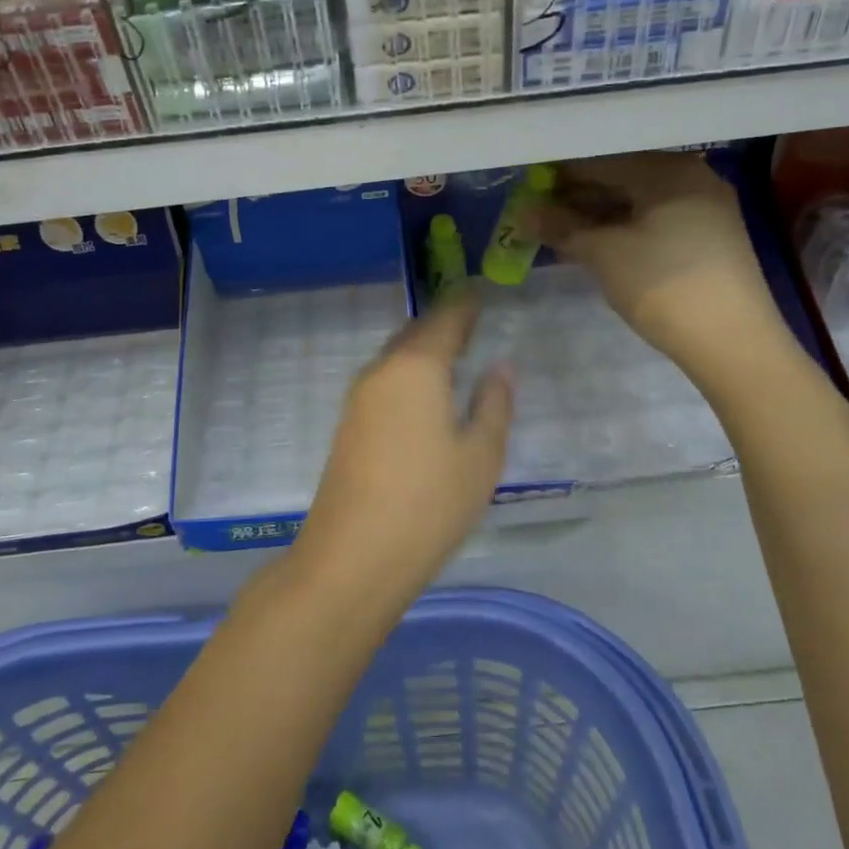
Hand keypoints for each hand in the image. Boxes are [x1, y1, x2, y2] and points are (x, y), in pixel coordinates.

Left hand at [293, 292, 512, 601]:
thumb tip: (499, 366)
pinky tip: (424, 394)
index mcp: (417, 367)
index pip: (446, 320)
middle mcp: (382, 371)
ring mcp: (358, 398)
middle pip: (416, 334)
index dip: (466, 304)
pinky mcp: (349, 424)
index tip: (483, 292)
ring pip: (396, 357)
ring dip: (423, 350)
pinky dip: (409, 374)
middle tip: (472, 321)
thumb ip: (493, 404)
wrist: (352, 556)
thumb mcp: (480, 456)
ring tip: (454, 355)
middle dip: (443, 324)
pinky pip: (385, 381)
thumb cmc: (429, 503)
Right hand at [538, 152, 781, 359]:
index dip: (560, 176)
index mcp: (668, 170)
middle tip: (539, 215)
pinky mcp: (709, 238)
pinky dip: (623, 229)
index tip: (528, 191)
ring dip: (598, 216)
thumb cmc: (663, 284)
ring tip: (559, 233)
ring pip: (638, 202)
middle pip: (622, 178)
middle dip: (578, 197)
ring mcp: (704, 208)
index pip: (601, 161)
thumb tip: (524, 213)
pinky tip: (596, 245)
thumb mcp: (604, 254)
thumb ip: (562, 227)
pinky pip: (654, 221)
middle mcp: (691, 178)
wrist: (733, 341)